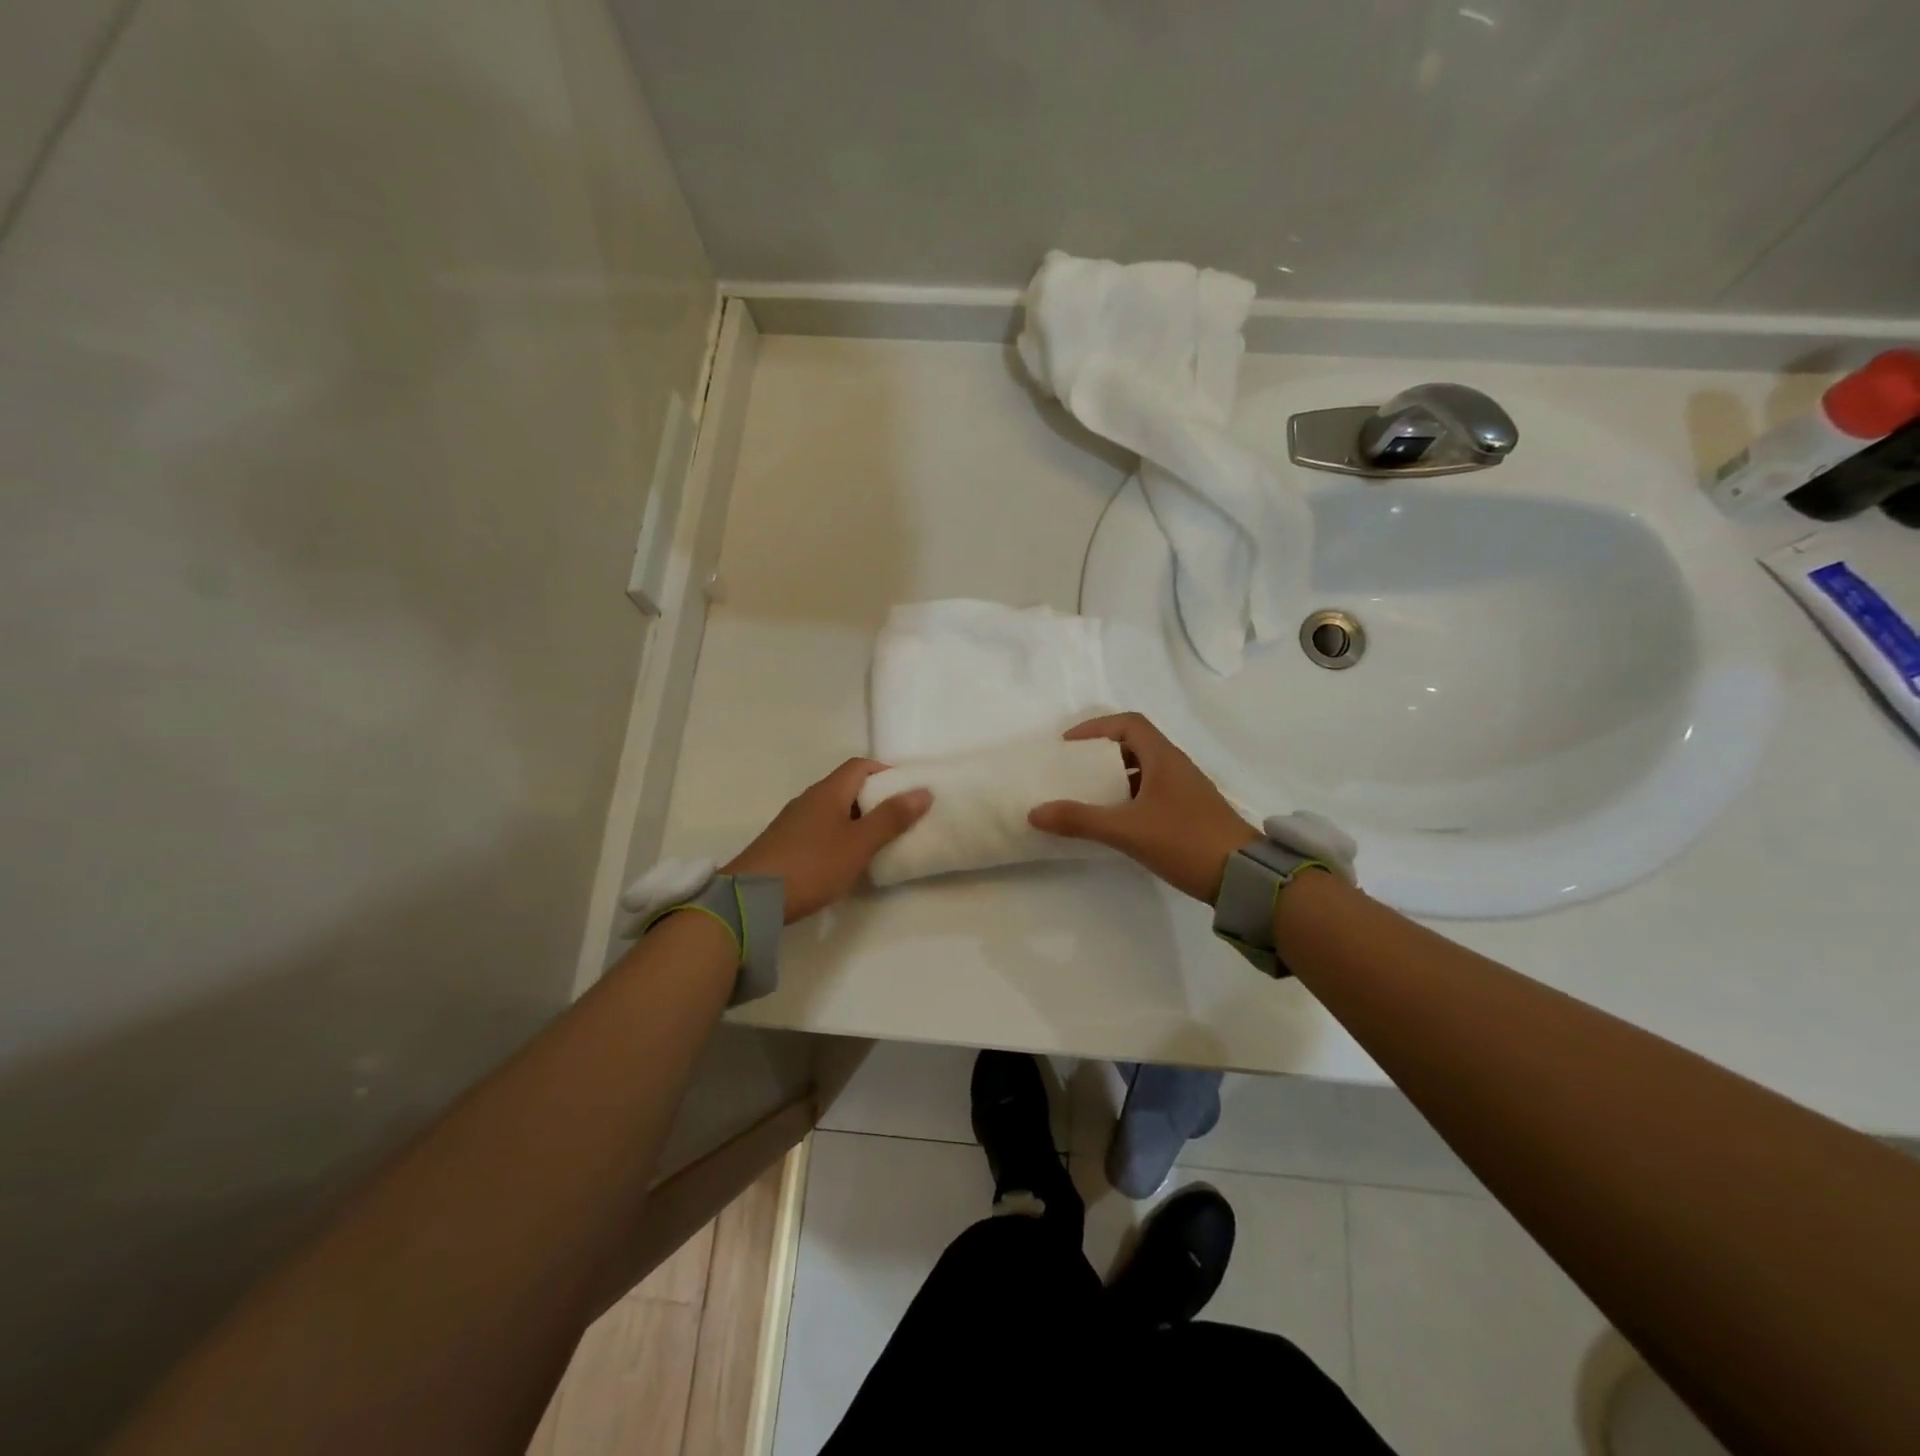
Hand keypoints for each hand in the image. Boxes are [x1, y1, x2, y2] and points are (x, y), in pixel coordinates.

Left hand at [723, 759, 931, 922]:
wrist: (753, 898)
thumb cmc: (813, 865)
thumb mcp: (859, 844)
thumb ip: (891, 818)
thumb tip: (922, 791)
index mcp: (828, 791)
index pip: (860, 766)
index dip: (885, 772)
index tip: (906, 792)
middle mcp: (808, 799)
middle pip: (846, 787)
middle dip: (874, 799)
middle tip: (898, 821)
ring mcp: (792, 822)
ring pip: (832, 810)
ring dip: (856, 820)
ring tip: (876, 843)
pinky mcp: (783, 844)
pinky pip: (818, 829)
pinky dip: (837, 836)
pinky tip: (844, 860)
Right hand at [1028, 713, 1256, 902]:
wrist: (1243, 876)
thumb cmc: (1184, 840)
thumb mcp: (1126, 830)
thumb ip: (1080, 820)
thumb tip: (1035, 812)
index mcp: (1164, 758)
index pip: (1129, 723)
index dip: (1096, 727)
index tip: (1069, 745)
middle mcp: (1176, 767)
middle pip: (1136, 745)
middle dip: (1102, 754)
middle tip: (1075, 770)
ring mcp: (1186, 791)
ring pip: (1145, 771)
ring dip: (1116, 777)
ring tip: (1089, 796)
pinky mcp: (1190, 813)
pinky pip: (1154, 793)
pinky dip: (1130, 798)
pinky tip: (1117, 821)